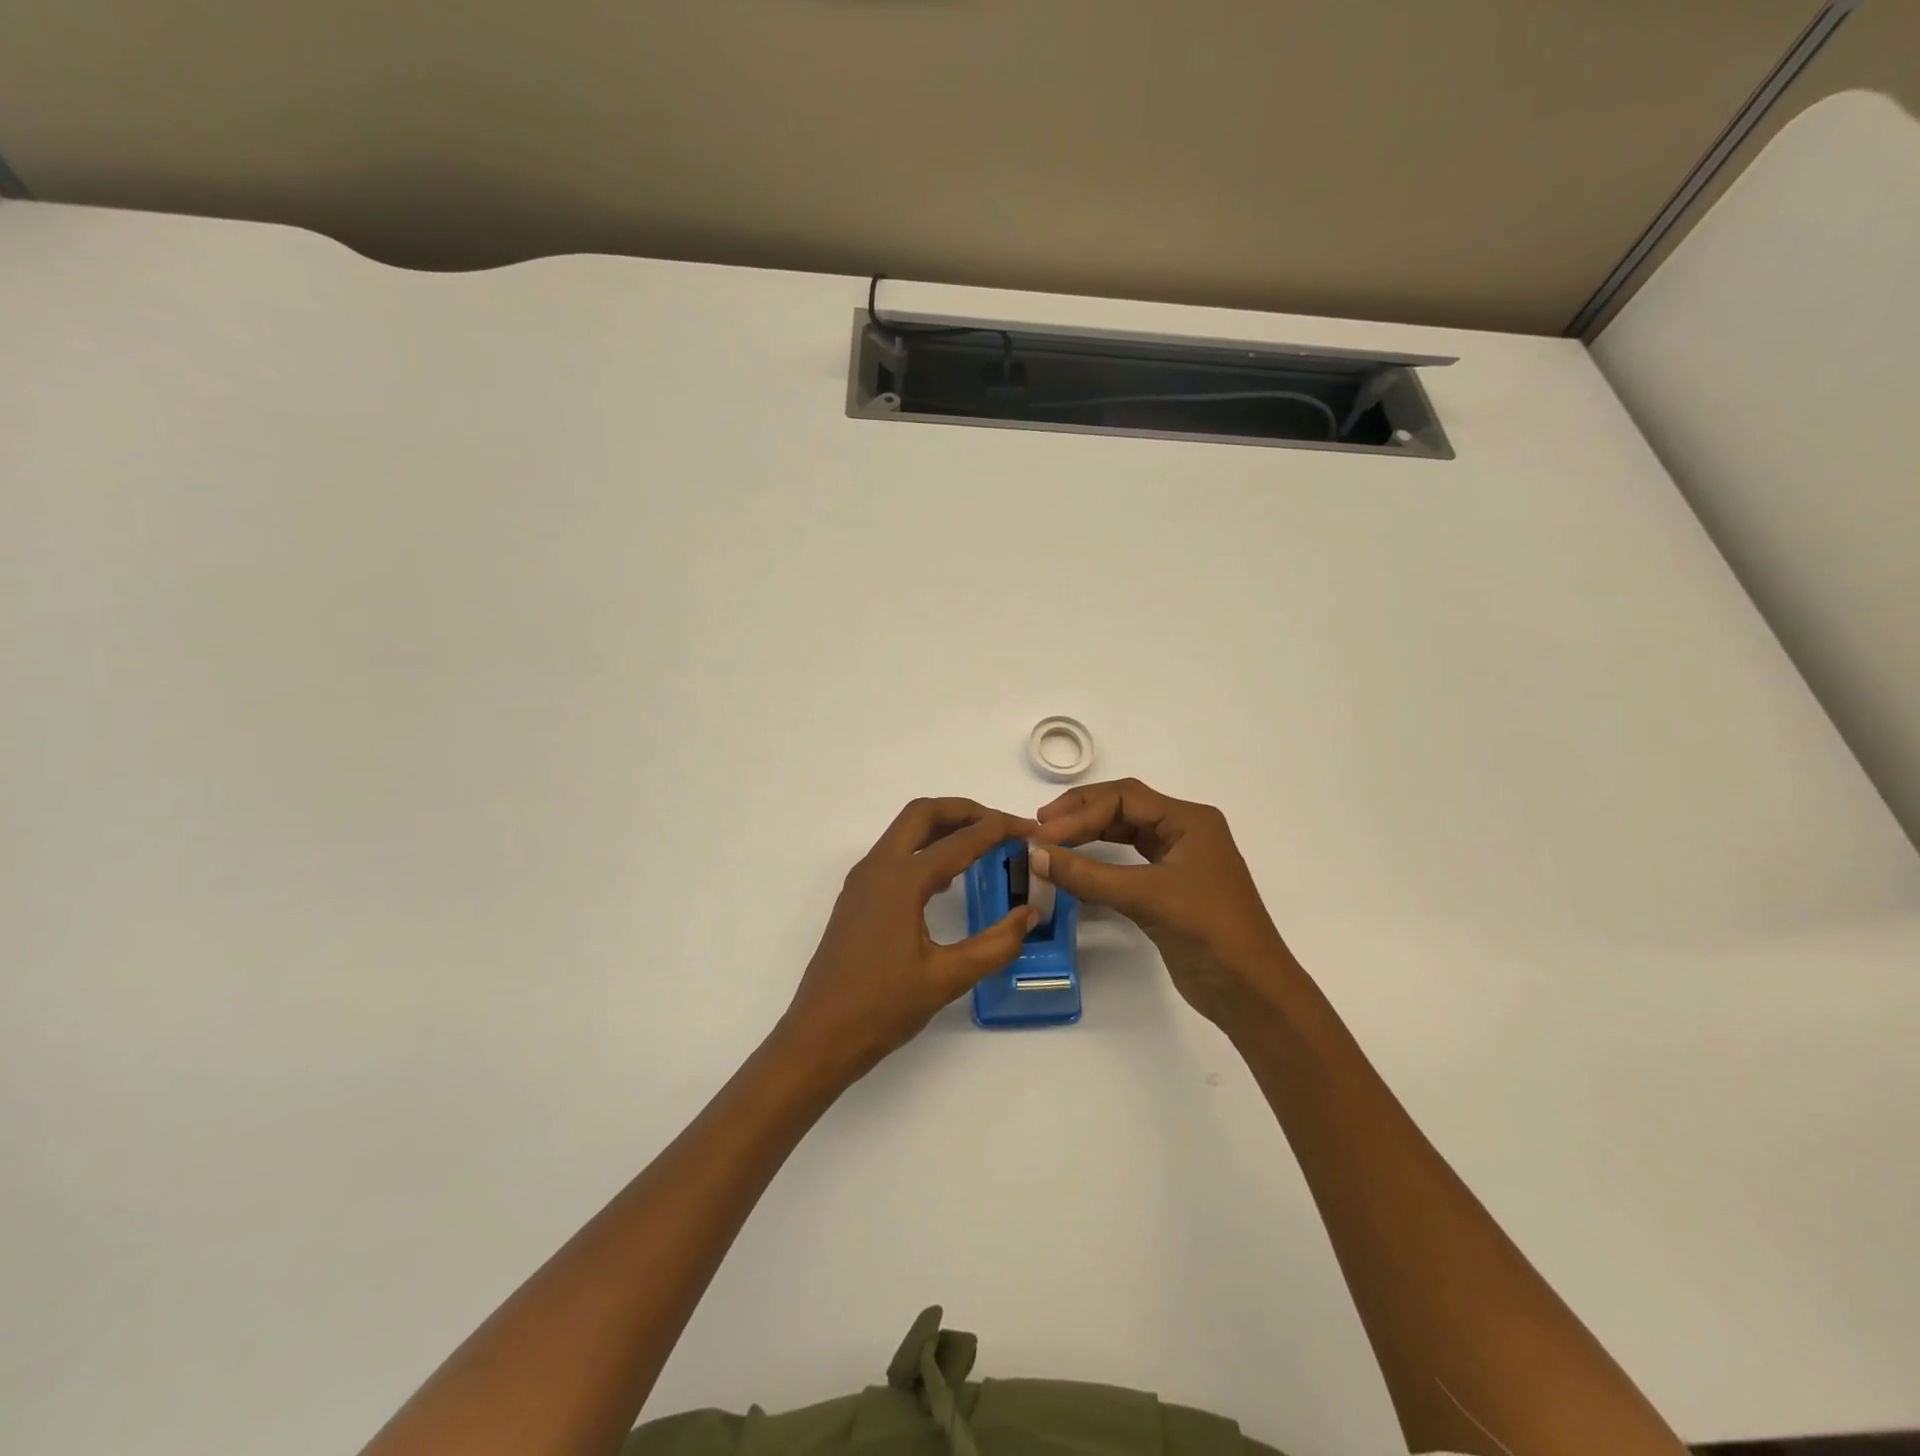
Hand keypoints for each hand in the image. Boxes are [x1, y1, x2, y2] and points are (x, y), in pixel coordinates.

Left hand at [778, 797, 1037, 1083]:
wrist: (819, 1036)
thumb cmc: (882, 1008)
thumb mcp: (947, 978)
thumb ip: (995, 944)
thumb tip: (1029, 913)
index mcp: (901, 880)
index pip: (960, 841)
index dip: (999, 830)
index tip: (1030, 829)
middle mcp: (878, 868)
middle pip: (923, 813)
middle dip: (966, 810)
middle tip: (1002, 824)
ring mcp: (862, 881)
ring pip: (905, 830)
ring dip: (943, 826)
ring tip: (982, 844)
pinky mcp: (857, 897)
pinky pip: (895, 853)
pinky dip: (925, 848)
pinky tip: (947, 878)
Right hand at [1031, 779, 1297, 1027]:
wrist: (1251, 991)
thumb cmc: (1208, 930)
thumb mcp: (1145, 897)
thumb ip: (1088, 875)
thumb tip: (1035, 856)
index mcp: (1189, 820)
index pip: (1124, 797)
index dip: (1080, 812)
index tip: (1043, 835)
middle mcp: (1184, 831)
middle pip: (1124, 807)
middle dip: (1081, 814)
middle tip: (1041, 828)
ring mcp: (1178, 859)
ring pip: (1125, 832)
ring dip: (1089, 833)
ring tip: (1052, 841)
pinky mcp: (1169, 887)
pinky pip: (1128, 861)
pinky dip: (1100, 860)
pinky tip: (1077, 865)